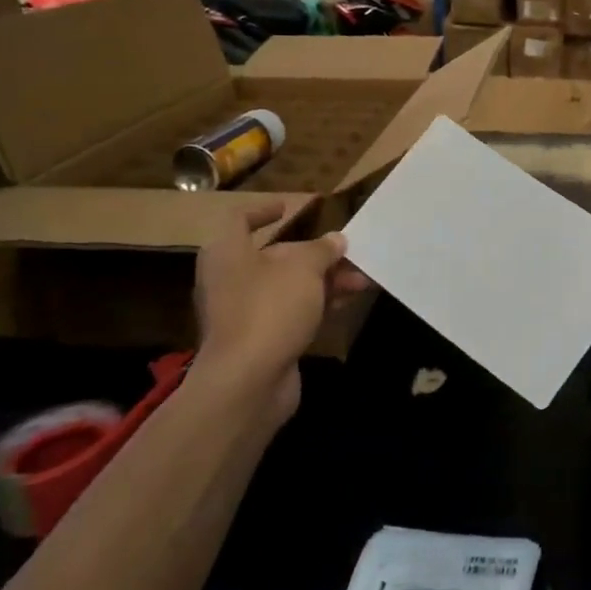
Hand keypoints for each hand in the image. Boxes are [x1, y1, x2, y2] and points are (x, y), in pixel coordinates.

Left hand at [190, 199, 368, 423]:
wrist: (247, 382)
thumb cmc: (269, 309)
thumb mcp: (304, 269)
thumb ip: (322, 250)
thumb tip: (335, 240)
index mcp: (228, 253)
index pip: (240, 220)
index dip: (263, 211)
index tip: (289, 208)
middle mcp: (230, 279)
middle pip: (274, 256)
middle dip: (314, 254)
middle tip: (349, 252)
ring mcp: (243, 312)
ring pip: (288, 287)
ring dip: (324, 281)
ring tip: (362, 279)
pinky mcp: (259, 340)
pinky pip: (291, 313)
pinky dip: (317, 305)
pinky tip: (347, 302)